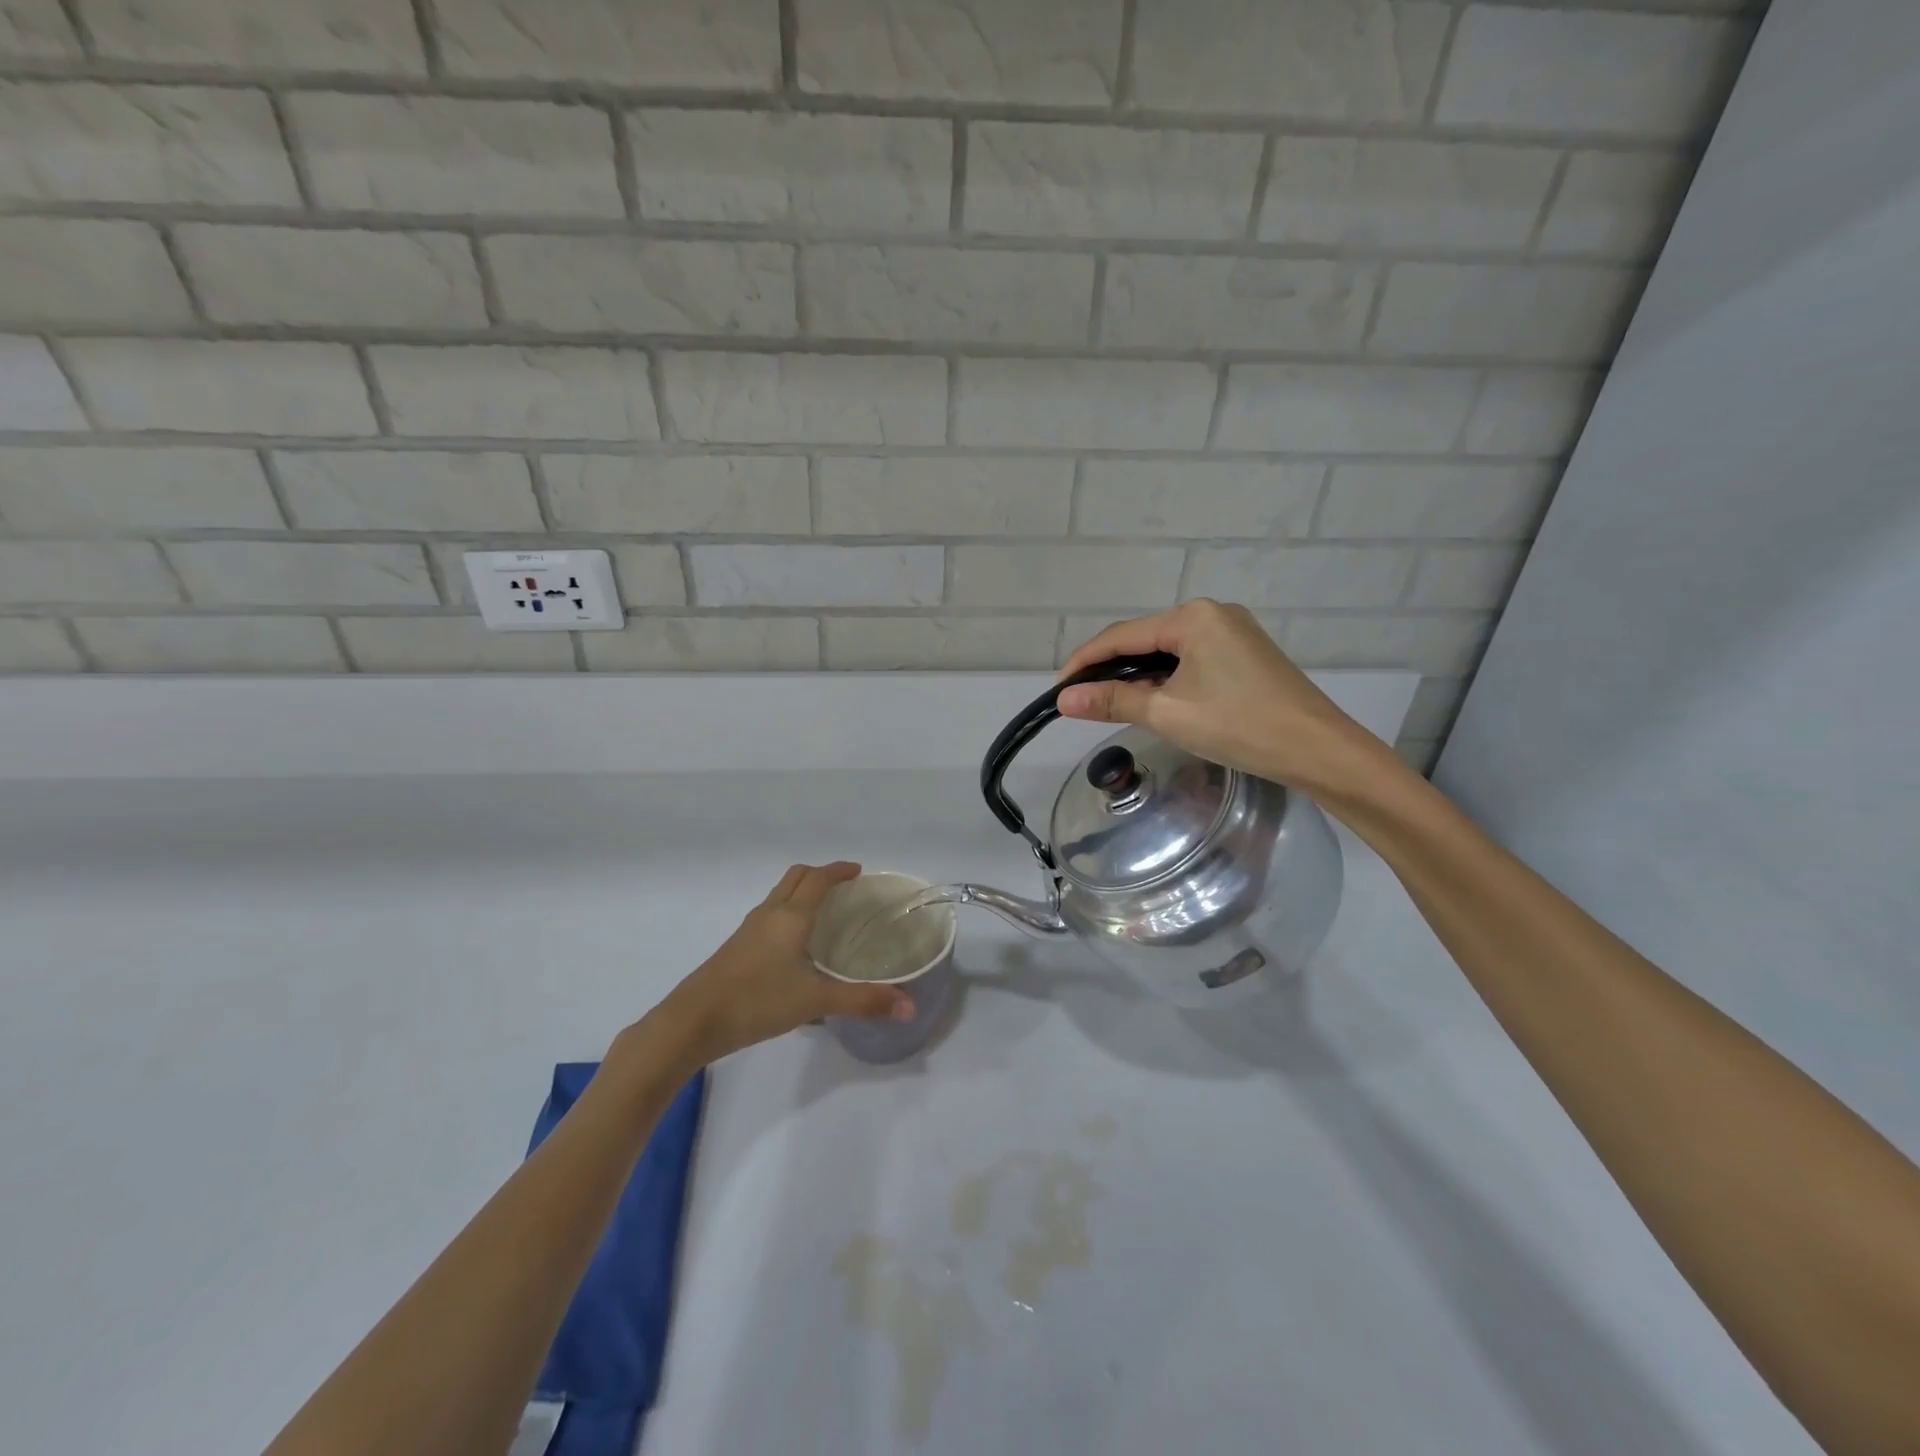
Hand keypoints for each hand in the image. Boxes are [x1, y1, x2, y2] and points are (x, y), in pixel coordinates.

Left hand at [655, 862, 912, 1067]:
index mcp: (791, 916)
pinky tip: (796, 948)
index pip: (819, 879)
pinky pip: (769, 916)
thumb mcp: (815, 1001)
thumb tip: (910, 1007)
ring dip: (802, 893)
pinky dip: (787, 914)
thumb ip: (863, 1001)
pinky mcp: (736, 948)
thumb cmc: (757, 1001)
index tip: (859, 872)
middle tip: (844, 889)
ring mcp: (749, 930)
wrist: (692, 1022)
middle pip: (796, 877)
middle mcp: (769, 914)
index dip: (840, 870)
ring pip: (779, 896)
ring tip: (824, 915)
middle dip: (820, 875)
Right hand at [1057, 600, 1392, 792]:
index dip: (1085, 661)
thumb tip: (1064, 698)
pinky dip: (1166, 679)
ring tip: (1112, 706)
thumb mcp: (1167, 712)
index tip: (1058, 689)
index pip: (1122, 636)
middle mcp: (1212, 613)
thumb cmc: (1238, 725)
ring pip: (1168, 652)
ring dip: (1138, 677)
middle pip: (1144, 640)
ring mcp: (1233, 632)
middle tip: (1082, 701)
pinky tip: (1156, 701)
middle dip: (1111, 670)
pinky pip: (1191, 660)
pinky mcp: (1245, 654)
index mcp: (1192, 617)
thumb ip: (1112, 700)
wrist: (1318, 749)